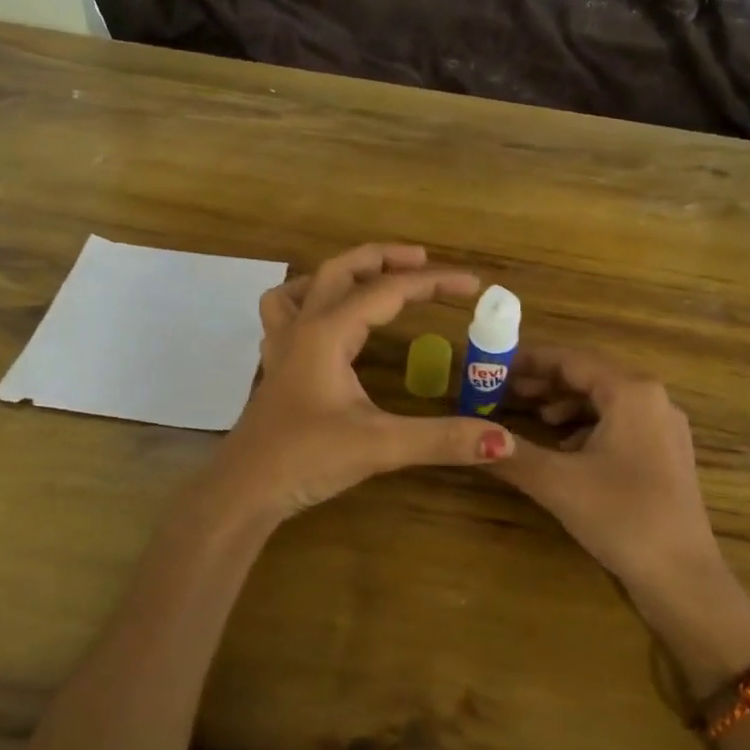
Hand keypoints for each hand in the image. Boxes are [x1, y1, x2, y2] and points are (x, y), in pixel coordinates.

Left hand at [210, 243, 514, 524]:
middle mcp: (303, 327)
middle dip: (384, 258)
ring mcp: (282, 345)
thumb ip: (443, 439)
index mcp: (327, 332)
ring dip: (341, 273)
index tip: (472, 284)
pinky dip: (309, 301)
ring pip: (306, 286)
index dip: (433, 283)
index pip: (387, 291)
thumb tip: (505, 441)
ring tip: (372, 279)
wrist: (243, 490)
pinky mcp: (276, 366)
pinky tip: (326, 321)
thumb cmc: (305, 459)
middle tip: (424, 260)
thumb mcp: (380, 447)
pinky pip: (286, 314)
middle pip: (340, 269)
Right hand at [491, 347, 723, 593]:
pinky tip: (565, 448)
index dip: (529, 361)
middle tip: (503, 390)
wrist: (683, 578)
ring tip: (530, 415)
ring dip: (565, 405)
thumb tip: (467, 435)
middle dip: (545, 383)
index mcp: (631, 392)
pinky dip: (587, 427)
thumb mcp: (558, 482)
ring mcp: (664, 427)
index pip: (571, 360)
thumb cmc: (621, 516)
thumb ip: (511, 453)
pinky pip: (619, 424)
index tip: (494, 366)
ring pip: (605, 401)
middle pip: (589, 377)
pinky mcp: (666, 454)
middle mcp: (653, 399)